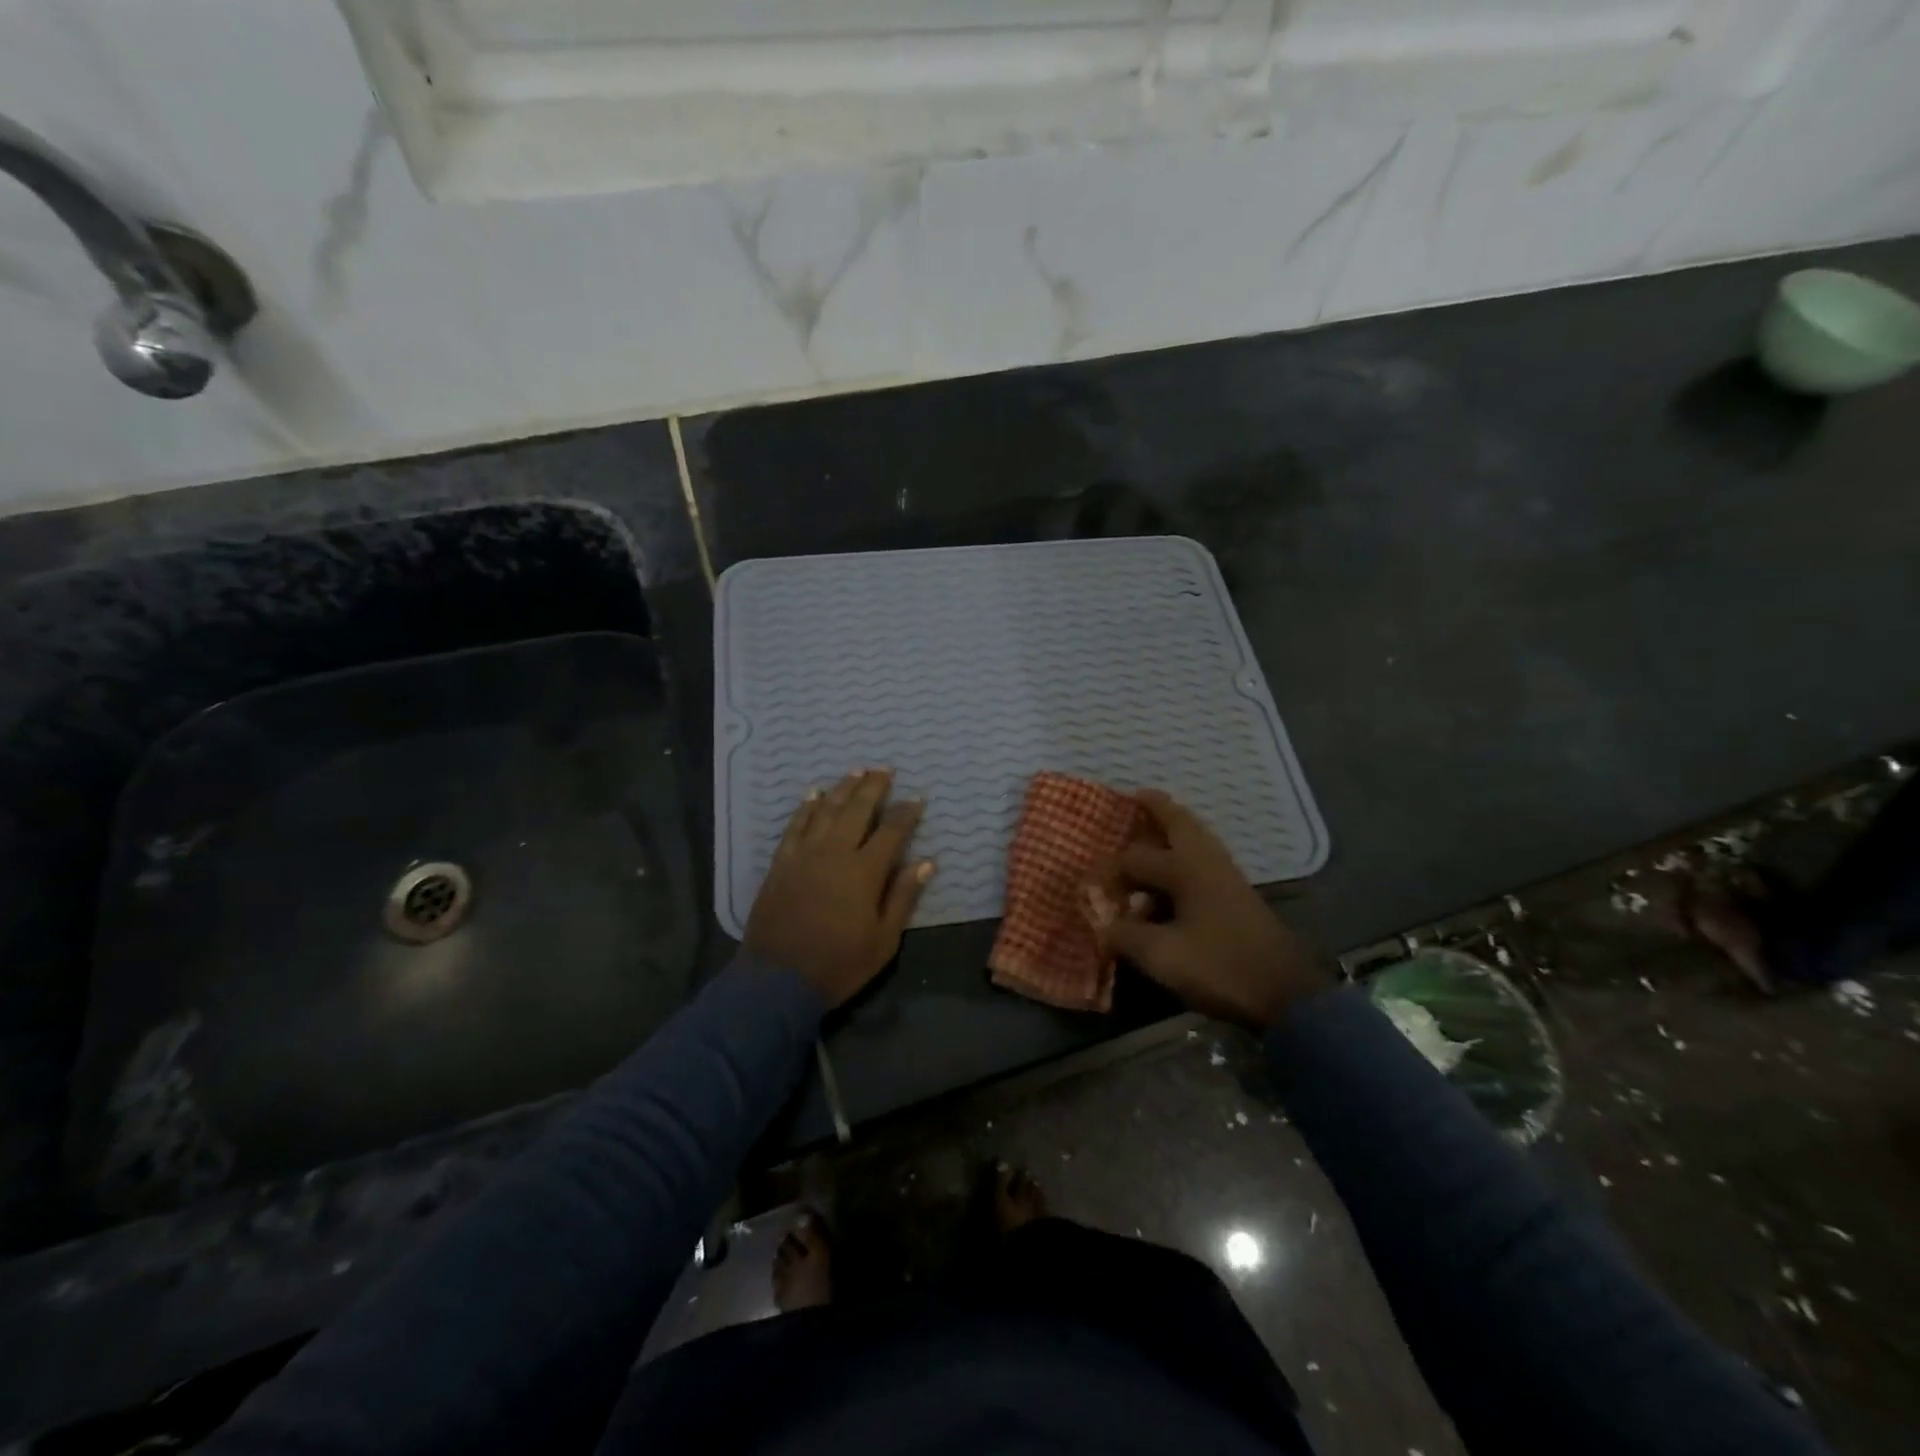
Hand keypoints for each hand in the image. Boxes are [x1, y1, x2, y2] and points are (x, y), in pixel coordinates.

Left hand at [746, 769, 934, 1005]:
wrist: (777, 981)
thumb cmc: (839, 964)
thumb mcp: (883, 940)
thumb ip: (903, 896)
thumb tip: (926, 862)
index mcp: (865, 872)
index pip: (892, 831)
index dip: (906, 812)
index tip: (917, 798)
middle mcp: (835, 853)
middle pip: (857, 810)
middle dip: (874, 787)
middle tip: (885, 769)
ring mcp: (804, 855)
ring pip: (826, 810)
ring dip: (843, 788)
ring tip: (856, 770)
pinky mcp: (781, 863)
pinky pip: (795, 826)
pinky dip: (806, 807)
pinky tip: (813, 793)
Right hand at [1094, 789, 1331, 1029]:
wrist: (1287, 994)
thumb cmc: (1221, 968)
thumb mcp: (1163, 956)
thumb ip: (1126, 935)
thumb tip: (1103, 925)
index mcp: (1186, 868)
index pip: (1134, 858)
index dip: (1108, 871)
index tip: (1088, 888)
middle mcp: (1206, 861)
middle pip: (1179, 822)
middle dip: (1157, 807)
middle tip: (1136, 796)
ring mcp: (1226, 875)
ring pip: (1196, 837)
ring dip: (1174, 827)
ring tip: (1153, 825)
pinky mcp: (1237, 893)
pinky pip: (1204, 856)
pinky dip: (1185, 850)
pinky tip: (1174, 871)